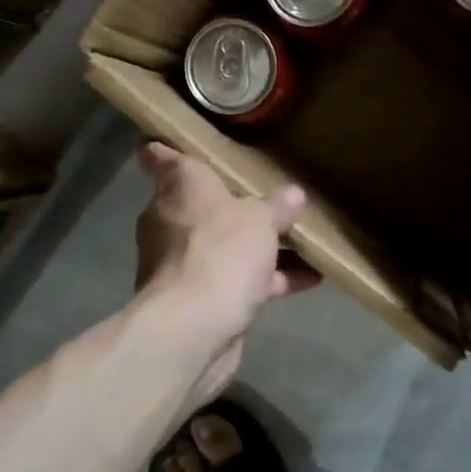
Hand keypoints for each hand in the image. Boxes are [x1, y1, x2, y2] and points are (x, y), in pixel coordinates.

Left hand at [134, 143, 319, 398]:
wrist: (193, 328)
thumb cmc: (220, 252)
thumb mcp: (260, 220)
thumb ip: (276, 207)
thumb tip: (293, 195)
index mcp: (179, 188)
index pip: (161, 158)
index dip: (166, 149)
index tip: (172, 142)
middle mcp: (171, 222)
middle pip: (201, 206)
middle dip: (234, 206)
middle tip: (270, 198)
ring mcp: (181, 264)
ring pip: (223, 246)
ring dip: (258, 247)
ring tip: (303, 242)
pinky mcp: (196, 300)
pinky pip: (235, 280)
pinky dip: (266, 280)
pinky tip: (309, 280)